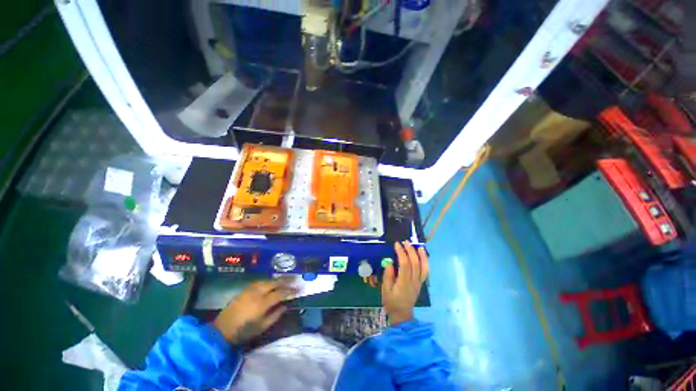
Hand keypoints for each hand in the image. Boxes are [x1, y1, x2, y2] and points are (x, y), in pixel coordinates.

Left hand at [213, 278, 295, 344]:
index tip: (298, 290)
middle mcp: (257, 293)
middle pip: (274, 283)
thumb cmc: (243, 332)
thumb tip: (286, 305)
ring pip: (267, 280)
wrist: (221, 330)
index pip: (280, 293)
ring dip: (277, 280)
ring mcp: (250, 290)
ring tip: (285, 281)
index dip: (290, 291)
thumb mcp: (262, 327)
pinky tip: (271, 283)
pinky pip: (260, 282)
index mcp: (262, 303)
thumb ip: (275, 315)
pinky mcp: (245, 290)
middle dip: (286, 281)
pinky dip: (268, 281)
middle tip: (294, 281)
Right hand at [382, 241, 428, 324]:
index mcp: (403, 282)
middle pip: (414, 263)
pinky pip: (425, 271)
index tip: (397, 244)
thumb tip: (389, 261)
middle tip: (404, 242)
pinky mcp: (421, 282)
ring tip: (416, 245)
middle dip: (410, 250)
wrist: (402, 313)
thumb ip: (388, 275)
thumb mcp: (385, 289)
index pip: (404, 264)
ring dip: (420, 254)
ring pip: (422, 266)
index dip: (401, 252)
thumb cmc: (391, 301)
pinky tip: (423, 254)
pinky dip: (425, 261)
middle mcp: (413, 281)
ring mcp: (418, 281)